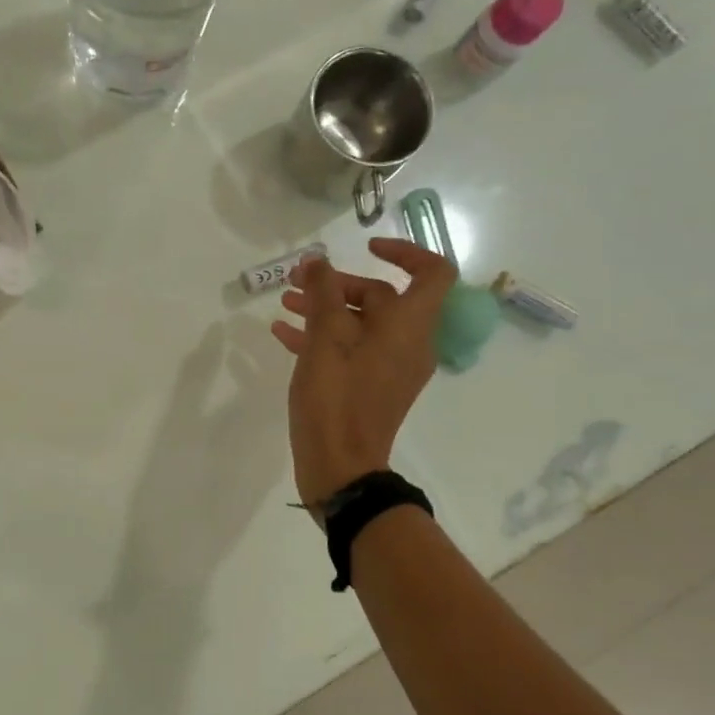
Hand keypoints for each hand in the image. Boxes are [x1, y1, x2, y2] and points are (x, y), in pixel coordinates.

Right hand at [270, 239, 456, 514]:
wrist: (340, 466)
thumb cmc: (336, 398)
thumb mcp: (324, 339)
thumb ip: (323, 292)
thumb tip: (319, 260)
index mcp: (409, 327)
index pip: (432, 272)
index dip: (404, 251)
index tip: (366, 247)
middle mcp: (408, 343)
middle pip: (381, 297)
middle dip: (338, 284)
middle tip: (298, 282)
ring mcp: (390, 367)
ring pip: (361, 324)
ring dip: (325, 309)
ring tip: (285, 303)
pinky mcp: (371, 387)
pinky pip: (352, 350)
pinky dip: (323, 337)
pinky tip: (283, 334)